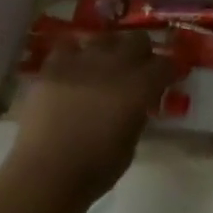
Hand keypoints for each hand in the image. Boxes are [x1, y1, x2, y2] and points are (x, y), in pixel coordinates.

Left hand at [8, 31, 177, 207]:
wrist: (44, 175)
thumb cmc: (93, 170)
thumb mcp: (130, 146)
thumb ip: (137, 116)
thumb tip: (135, 105)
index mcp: (139, 87)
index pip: (166, 64)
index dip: (168, 71)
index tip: (166, 79)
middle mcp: (114, 65)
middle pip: (138, 40)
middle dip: (142, 53)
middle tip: (137, 71)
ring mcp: (82, 61)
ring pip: (105, 37)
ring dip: (110, 50)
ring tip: (104, 67)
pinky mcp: (53, 66)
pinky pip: (69, 46)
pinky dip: (75, 55)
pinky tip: (73, 69)